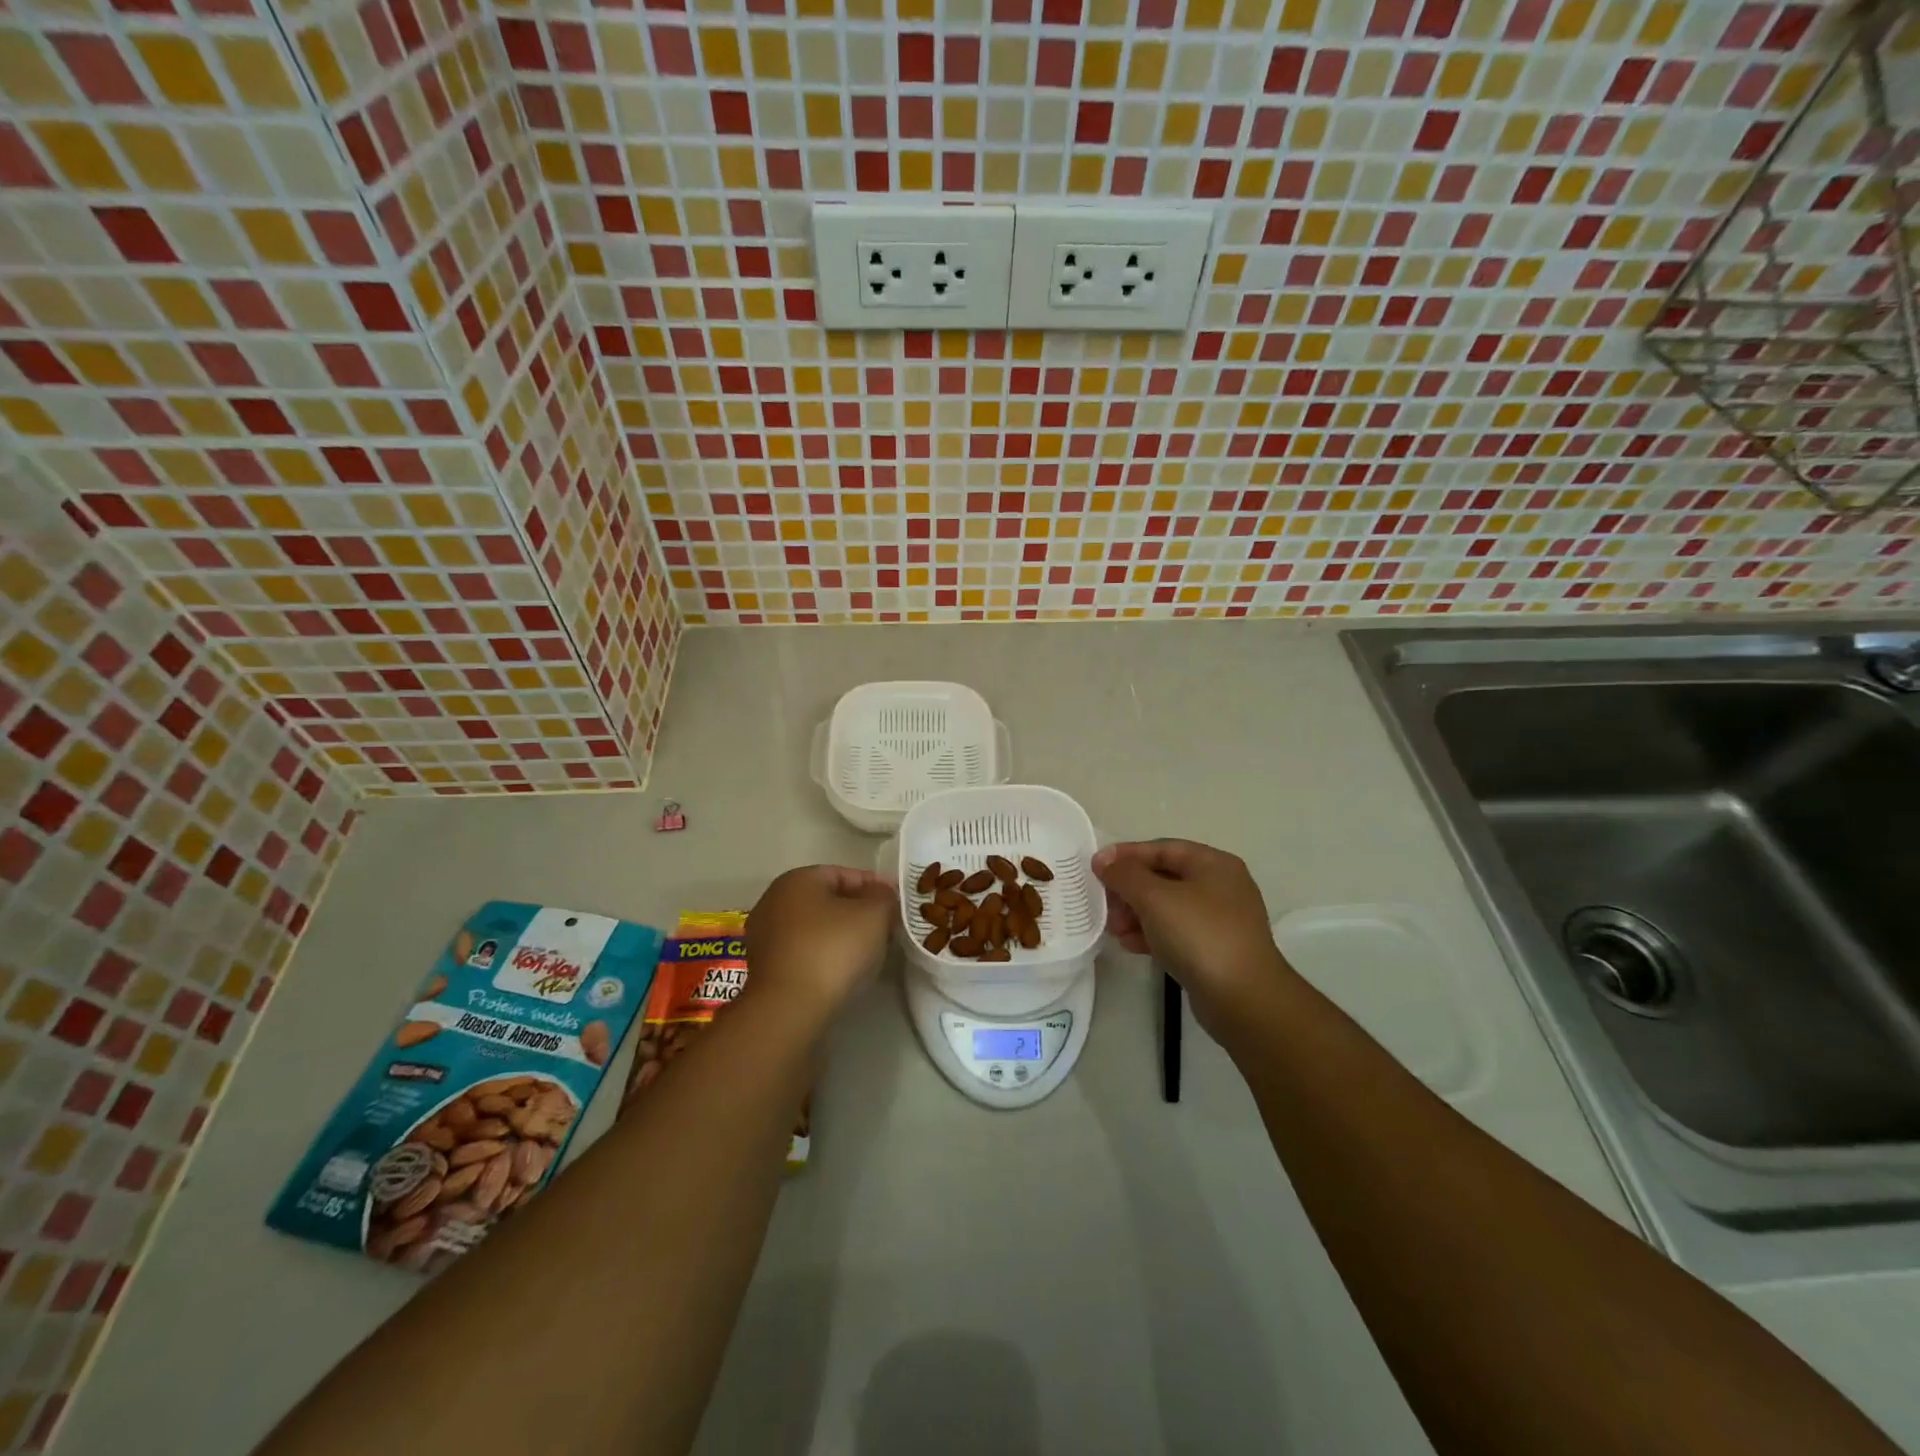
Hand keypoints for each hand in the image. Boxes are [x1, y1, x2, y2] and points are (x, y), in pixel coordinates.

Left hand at [744, 865, 895, 1017]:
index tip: (898, 903)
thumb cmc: (833, 948)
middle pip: (828, 900)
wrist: (790, 1008)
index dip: (875, 886)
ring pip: (815, 927)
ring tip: (870, 951)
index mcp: (797, 879)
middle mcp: (774, 900)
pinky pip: (804, 951)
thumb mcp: (874, 914)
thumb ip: (884, 897)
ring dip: (842, 934)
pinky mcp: (765, 968)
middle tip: (887, 927)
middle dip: (859, 911)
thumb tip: (883, 895)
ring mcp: (765, 935)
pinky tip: (844, 970)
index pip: (844, 874)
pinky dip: (825, 955)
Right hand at [1093, 840, 1293, 1035]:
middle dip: (1129, 889)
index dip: (1127, 854)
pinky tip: (1129, 945)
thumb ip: (1125, 875)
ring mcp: (1219, 921)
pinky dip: (1150, 934)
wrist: (1243, 999)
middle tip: (1104, 903)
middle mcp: (1220, 887)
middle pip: (1163, 878)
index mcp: (1214, 864)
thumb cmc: (1199, 935)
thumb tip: (1104, 861)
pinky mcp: (1213, 950)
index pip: (1162, 848)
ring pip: (1167, 907)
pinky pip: (1175, 932)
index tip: (1096, 866)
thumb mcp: (1155, 897)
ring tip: (1113, 928)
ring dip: (1135, 914)